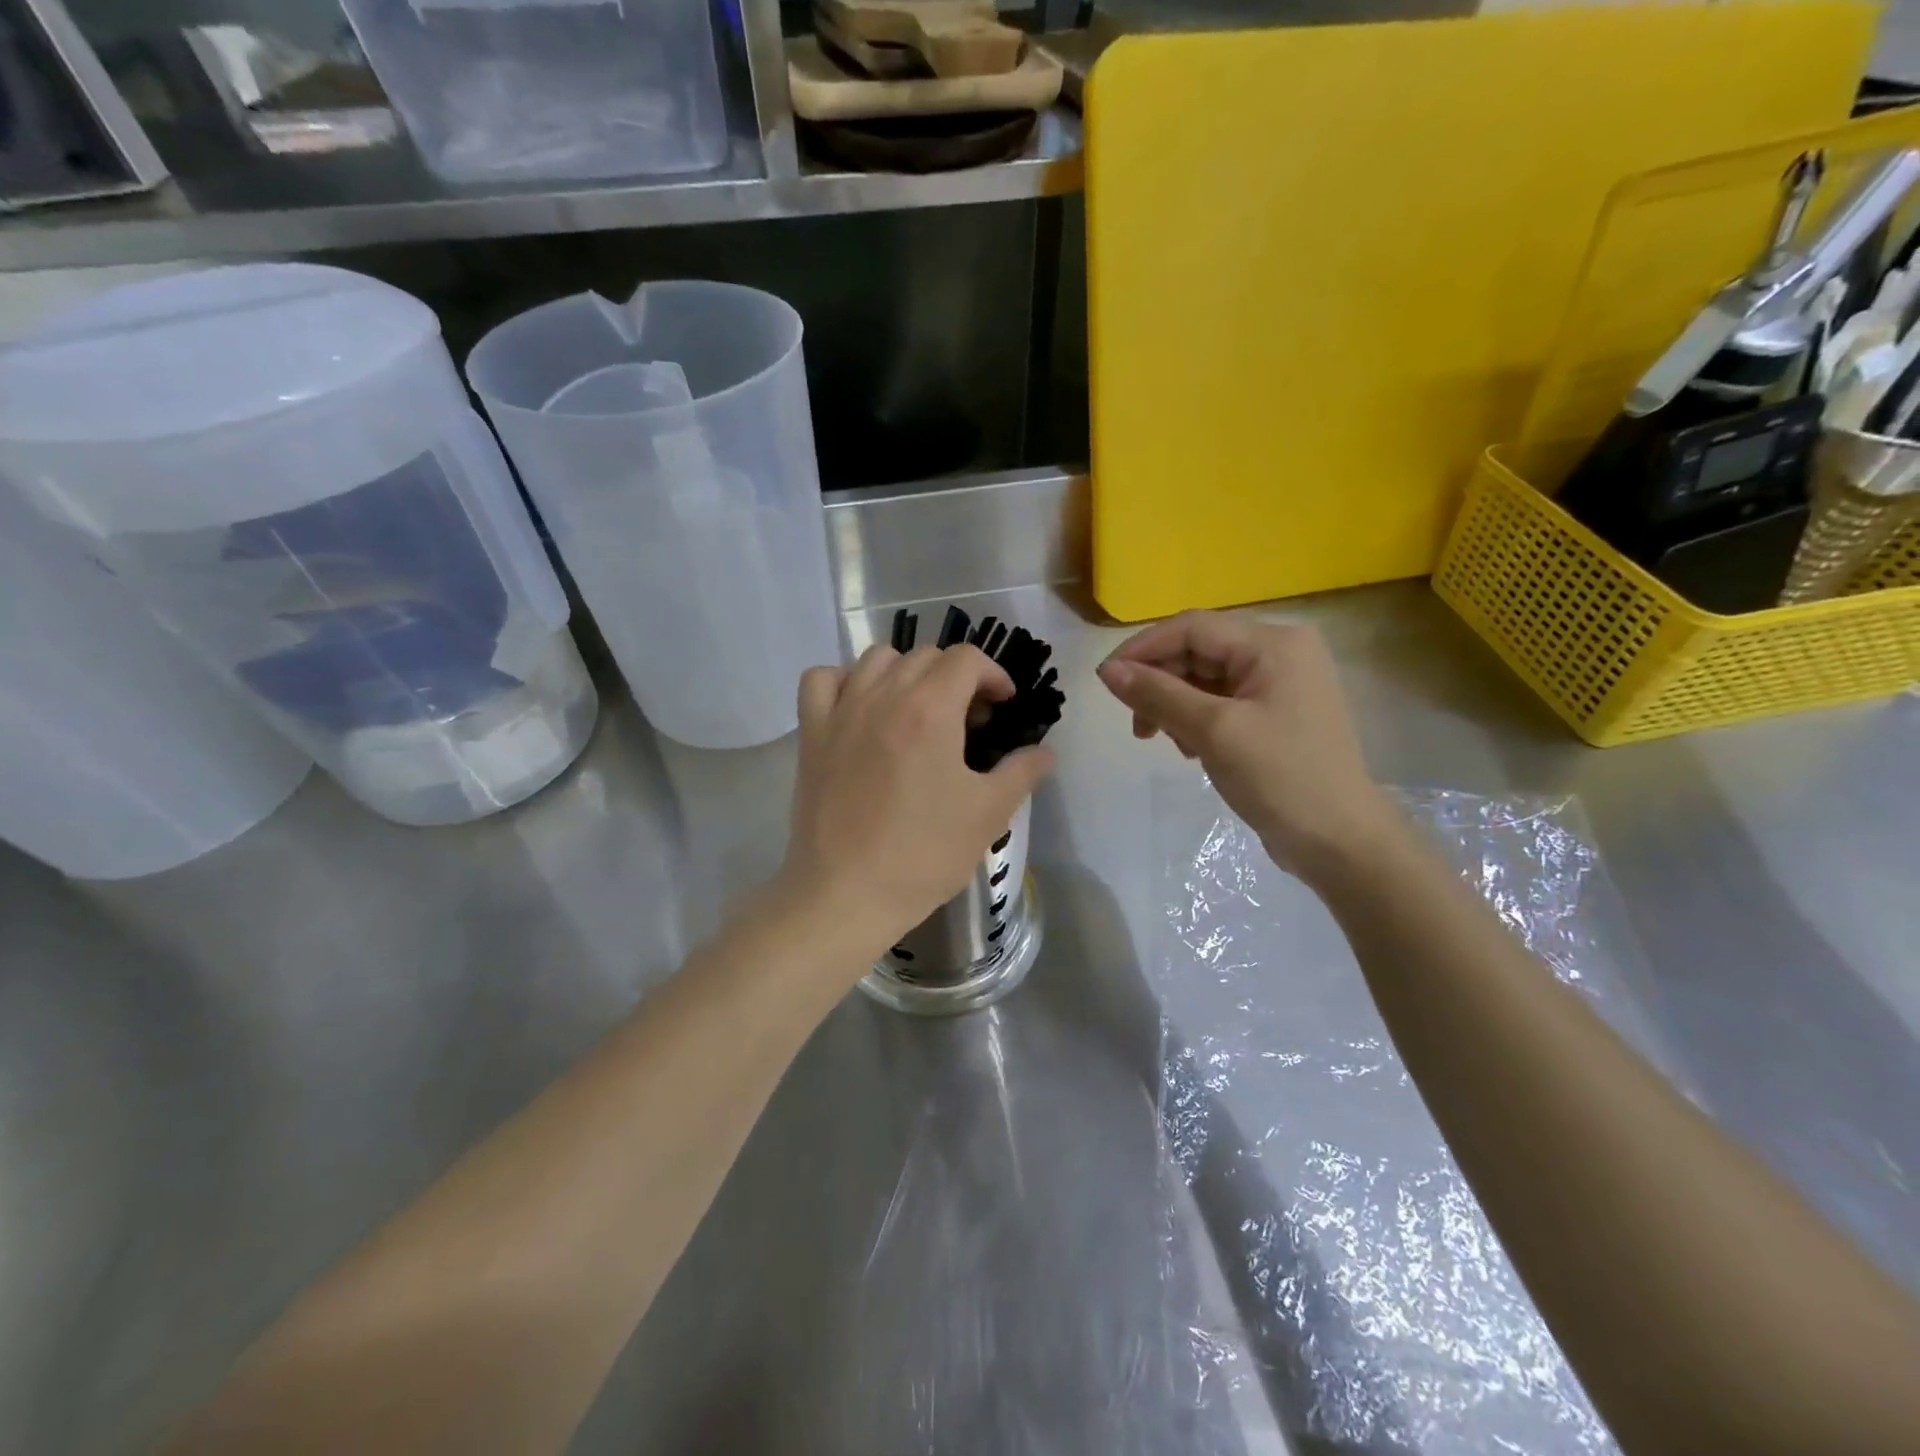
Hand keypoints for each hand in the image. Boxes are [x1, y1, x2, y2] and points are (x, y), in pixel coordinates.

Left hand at [780, 644, 1054, 960]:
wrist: (847, 895)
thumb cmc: (923, 854)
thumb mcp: (987, 814)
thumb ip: (1022, 772)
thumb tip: (1045, 752)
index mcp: (930, 710)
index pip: (966, 659)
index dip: (994, 675)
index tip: (1002, 707)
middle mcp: (883, 696)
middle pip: (926, 656)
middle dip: (956, 677)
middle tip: (969, 720)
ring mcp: (841, 712)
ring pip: (876, 659)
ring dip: (906, 672)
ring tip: (918, 710)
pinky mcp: (811, 734)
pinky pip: (822, 680)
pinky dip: (845, 681)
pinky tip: (861, 708)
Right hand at [1097, 611, 1396, 881]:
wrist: (1341, 841)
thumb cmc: (1281, 777)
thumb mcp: (1213, 731)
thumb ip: (1159, 694)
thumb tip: (1108, 670)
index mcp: (1273, 644)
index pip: (1192, 628)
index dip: (1143, 649)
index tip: (1106, 680)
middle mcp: (1279, 652)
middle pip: (1198, 651)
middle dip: (1160, 683)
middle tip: (1137, 726)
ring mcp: (1280, 684)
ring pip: (1205, 679)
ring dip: (1175, 705)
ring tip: (1166, 742)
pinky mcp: (1275, 714)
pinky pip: (1221, 702)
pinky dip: (1195, 720)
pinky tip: (1190, 749)